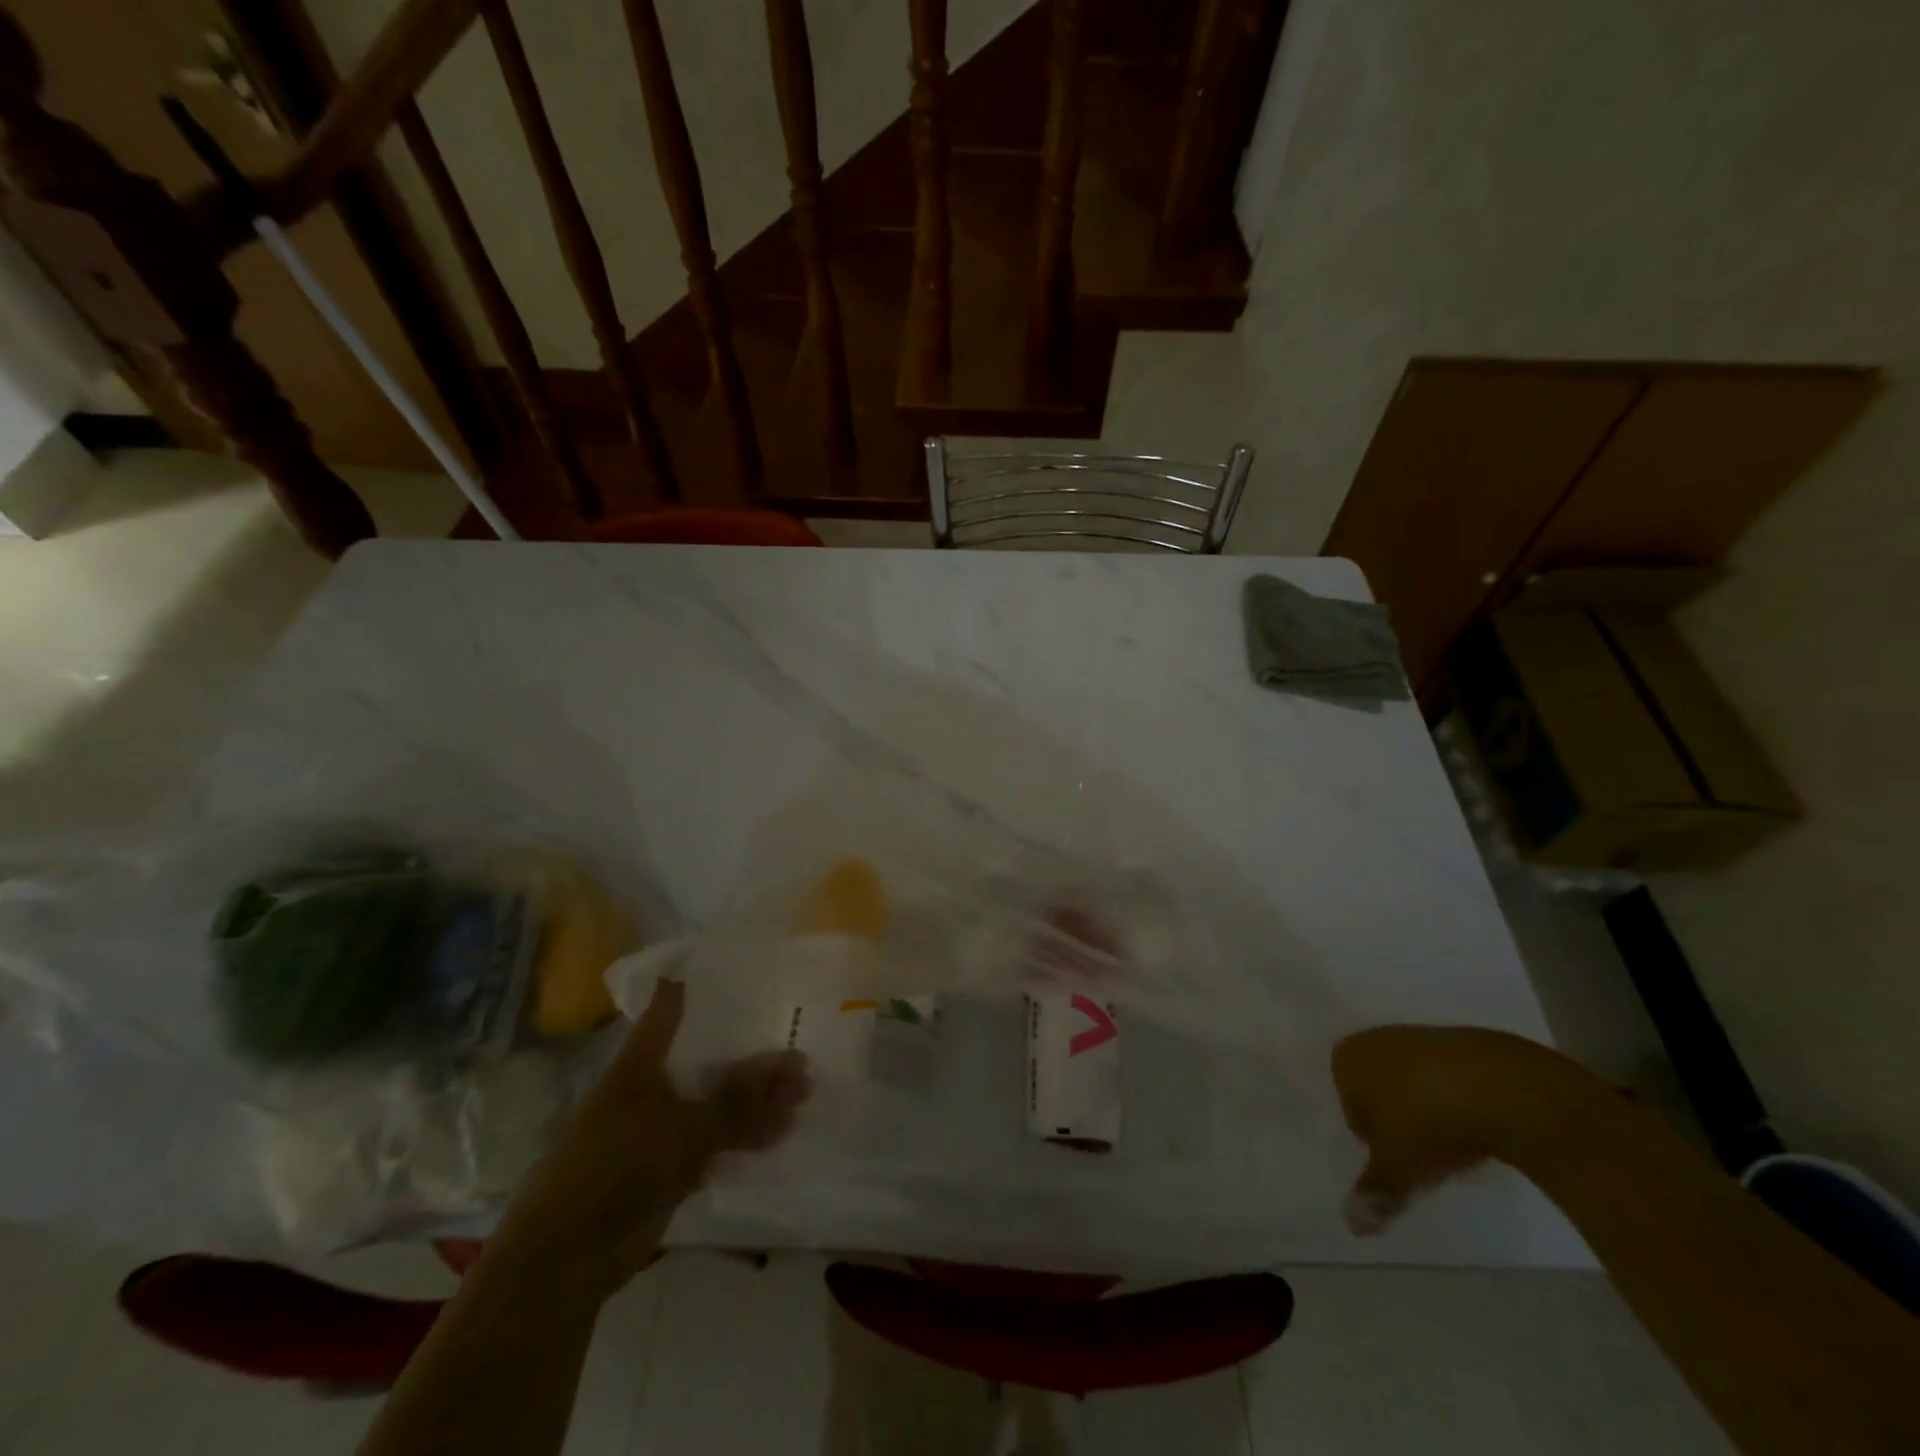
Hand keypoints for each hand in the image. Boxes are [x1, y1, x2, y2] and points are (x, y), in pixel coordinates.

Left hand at [488, 978, 809, 1298]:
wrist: (565, 1259)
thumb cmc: (613, 1166)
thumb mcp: (682, 1126)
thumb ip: (738, 1101)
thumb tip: (795, 1068)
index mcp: (640, 1066)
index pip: (666, 1015)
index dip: (687, 990)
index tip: (716, 966)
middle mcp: (651, 1092)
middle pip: (708, 1067)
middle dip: (753, 1065)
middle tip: (800, 1059)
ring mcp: (660, 1134)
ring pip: (716, 1109)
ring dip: (756, 1107)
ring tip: (801, 1101)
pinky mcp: (668, 1172)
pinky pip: (714, 1145)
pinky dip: (744, 1141)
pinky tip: (777, 1137)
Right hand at [1331, 1025, 1575, 1235]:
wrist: (1501, 1086)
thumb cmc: (1427, 1120)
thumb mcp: (1398, 1166)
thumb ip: (1375, 1193)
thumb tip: (1352, 1227)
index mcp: (1346, 1058)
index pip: (1349, 1107)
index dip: (1374, 1139)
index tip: (1400, 1158)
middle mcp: (1375, 1039)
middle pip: (1380, 1093)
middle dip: (1399, 1122)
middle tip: (1427, 1154)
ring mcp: (1418, 1035)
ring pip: (1414, 1084)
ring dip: (1430, 1112)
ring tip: (1458, 1142)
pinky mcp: (1461, 1040)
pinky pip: (1449, 1077)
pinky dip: (1458, 1100)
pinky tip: (1480, 1124)